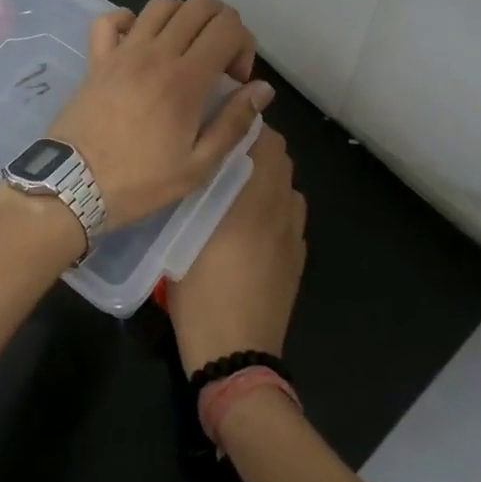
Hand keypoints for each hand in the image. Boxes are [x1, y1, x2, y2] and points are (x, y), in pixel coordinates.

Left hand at [48, 0, 273, 227]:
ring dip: (183, 18)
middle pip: (200, 5)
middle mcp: (156, 53)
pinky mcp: (96, 57)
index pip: (227, 27)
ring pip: (161, 5)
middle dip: (221, 24)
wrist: (72, 185)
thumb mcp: (198, 166)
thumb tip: (262, 88)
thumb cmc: (139, 181)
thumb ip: (233, 122)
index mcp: (185, 79)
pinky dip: (129, 20)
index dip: (243, 44)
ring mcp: (122, 51)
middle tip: (218, 61)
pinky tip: (138, 43)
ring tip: (184, 50)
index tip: (236, 79)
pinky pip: (110, 19)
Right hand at [167, 125, 306, 374]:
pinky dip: (277, 206)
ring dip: (269, 177)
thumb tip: (201, 166)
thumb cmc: (199, 293)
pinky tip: (252, 225)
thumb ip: (195, 195)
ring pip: (288, 186)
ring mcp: (293, 236)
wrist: (236, 354)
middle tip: (224, 154)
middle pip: (281, 158)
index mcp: (252, 200)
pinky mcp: (298, 258)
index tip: (221, 127)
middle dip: (257, 148)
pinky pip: (292, 215)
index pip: (266, 141)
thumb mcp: (182, 237)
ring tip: (238, 188)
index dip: (247, 127)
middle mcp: (279, 210)